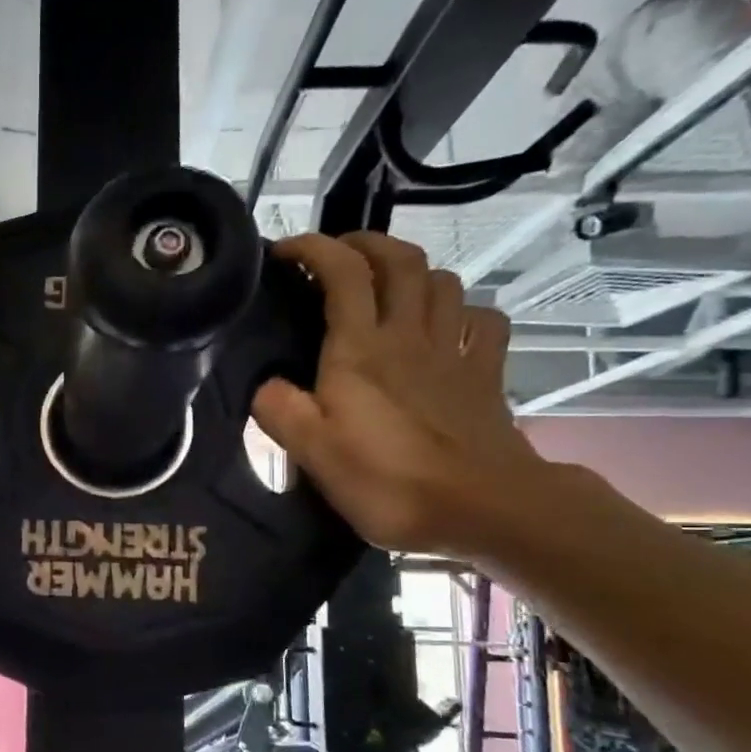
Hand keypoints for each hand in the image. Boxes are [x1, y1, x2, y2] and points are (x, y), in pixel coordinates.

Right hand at [252, 232, 554, 558]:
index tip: (284, 251)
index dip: (313, 249)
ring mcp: (453, 352)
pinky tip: (448, 325)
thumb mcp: (314, 454)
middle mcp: (408, 336)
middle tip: (337, 255)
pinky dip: (462, 310)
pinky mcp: (485, 375)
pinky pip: (482, 322)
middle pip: (399, 262)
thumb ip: (281, 412)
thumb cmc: (390, 481)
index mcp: (360, 350)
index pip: (342, 273)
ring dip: (411, 271)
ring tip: (386, 286)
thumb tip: (265, 387)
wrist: (484, 508)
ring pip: (441, 283)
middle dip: (366, 243)